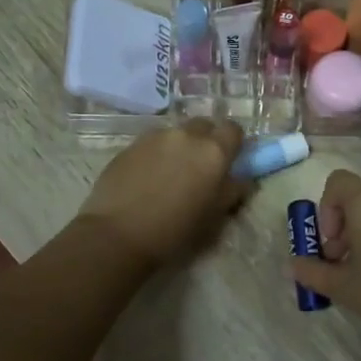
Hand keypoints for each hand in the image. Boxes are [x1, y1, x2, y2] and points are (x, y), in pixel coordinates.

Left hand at [78, 119, 250, 268]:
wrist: (118, 234)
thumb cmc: (175, 231)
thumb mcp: (214, 217)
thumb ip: (232, 191)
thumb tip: (242, 179)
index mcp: (213, 152)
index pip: (234, 129)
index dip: (233, 143)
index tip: (229, 159)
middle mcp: (186, 135)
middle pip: (204, 125)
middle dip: (206, 140)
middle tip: (200, 167)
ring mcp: (155, 137)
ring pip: (176, 133)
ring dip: (180, 147)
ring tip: (170, 173)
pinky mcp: (130, 145)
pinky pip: (152, 142)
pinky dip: (156, 153)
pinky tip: (147, 177)